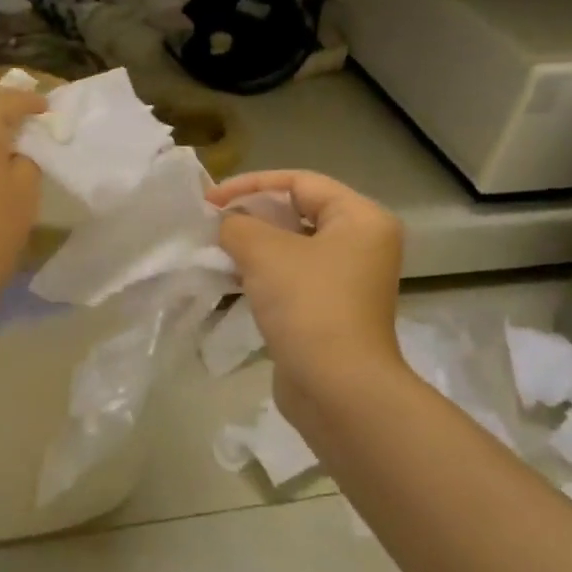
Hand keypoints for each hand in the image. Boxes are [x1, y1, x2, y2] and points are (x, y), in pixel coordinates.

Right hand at [209, 171, 405, 422]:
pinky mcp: (331, 311)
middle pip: (298, 212)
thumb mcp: (264, 252)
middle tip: (211, 224)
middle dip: (251, 215)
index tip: (210, 201)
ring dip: (253, 246)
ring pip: (292, 248)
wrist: (337, 388)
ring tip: (215, 250)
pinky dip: (263, 275)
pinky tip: (231, 280)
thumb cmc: (308, 305)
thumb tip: (225, 224)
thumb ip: (237, 225)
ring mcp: (348, 281)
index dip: (251, 185)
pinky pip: (293, 278)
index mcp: (360, 219)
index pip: (300, 182)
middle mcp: (362, 244)